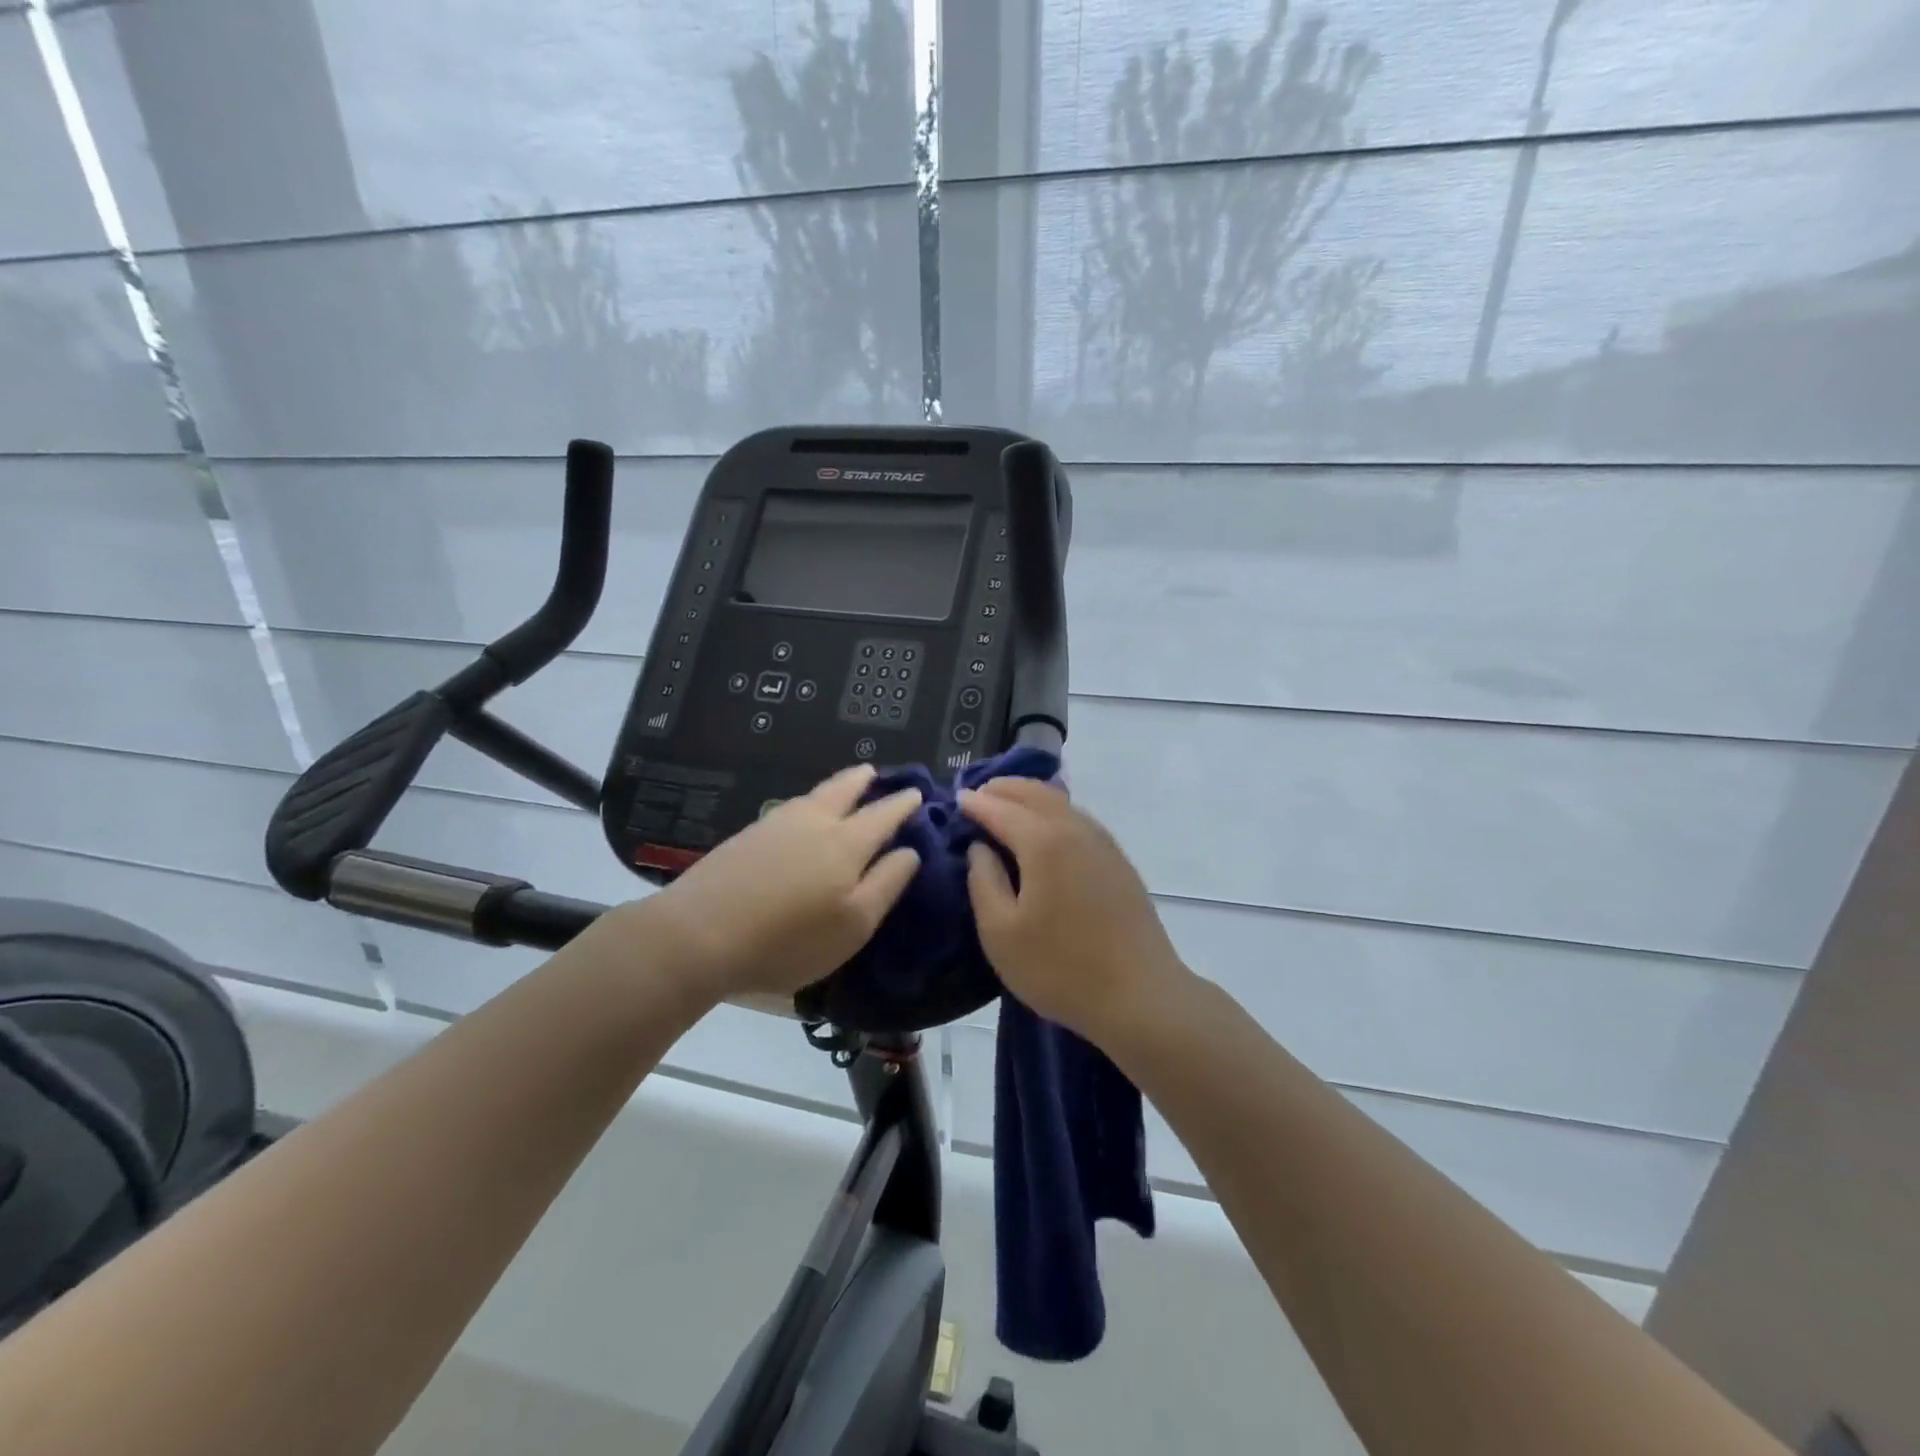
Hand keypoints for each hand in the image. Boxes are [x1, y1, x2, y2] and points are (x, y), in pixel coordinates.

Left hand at [644, 764, 924, 1001]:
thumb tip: (909, 851)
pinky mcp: (747, 836)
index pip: (883, 815)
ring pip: (814, 795)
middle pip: (844, 790)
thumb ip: (886, 883)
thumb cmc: (789, 938)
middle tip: (874, 771)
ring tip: (844, 786)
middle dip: (863, 780)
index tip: (917, 793)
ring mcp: (776, 825)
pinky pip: (791, 808)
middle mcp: (814, 822)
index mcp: (847, 843)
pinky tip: (802, 813)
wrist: (699, 933)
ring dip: (835, 787)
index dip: (903, 804)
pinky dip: (808, 802)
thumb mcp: (854, 924)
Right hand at [960, 777, 1186, 1045]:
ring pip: (1061, 802)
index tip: (956, 799)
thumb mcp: (1000, 933)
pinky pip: (1079, 819)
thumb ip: (983, 881)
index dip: (975, 803)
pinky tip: (1046, 828)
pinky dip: (1054, 811)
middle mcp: (1075, 830)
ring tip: (1007, 805)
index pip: (1000, 809)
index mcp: (1043, 842)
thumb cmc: (1060, 968)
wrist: (1140, 996)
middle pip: (1035, 793)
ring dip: (1030, 796)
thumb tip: (980, 848)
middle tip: (978, 795)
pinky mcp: (1119, 861)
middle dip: (1003, 789)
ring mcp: (1103, 843)